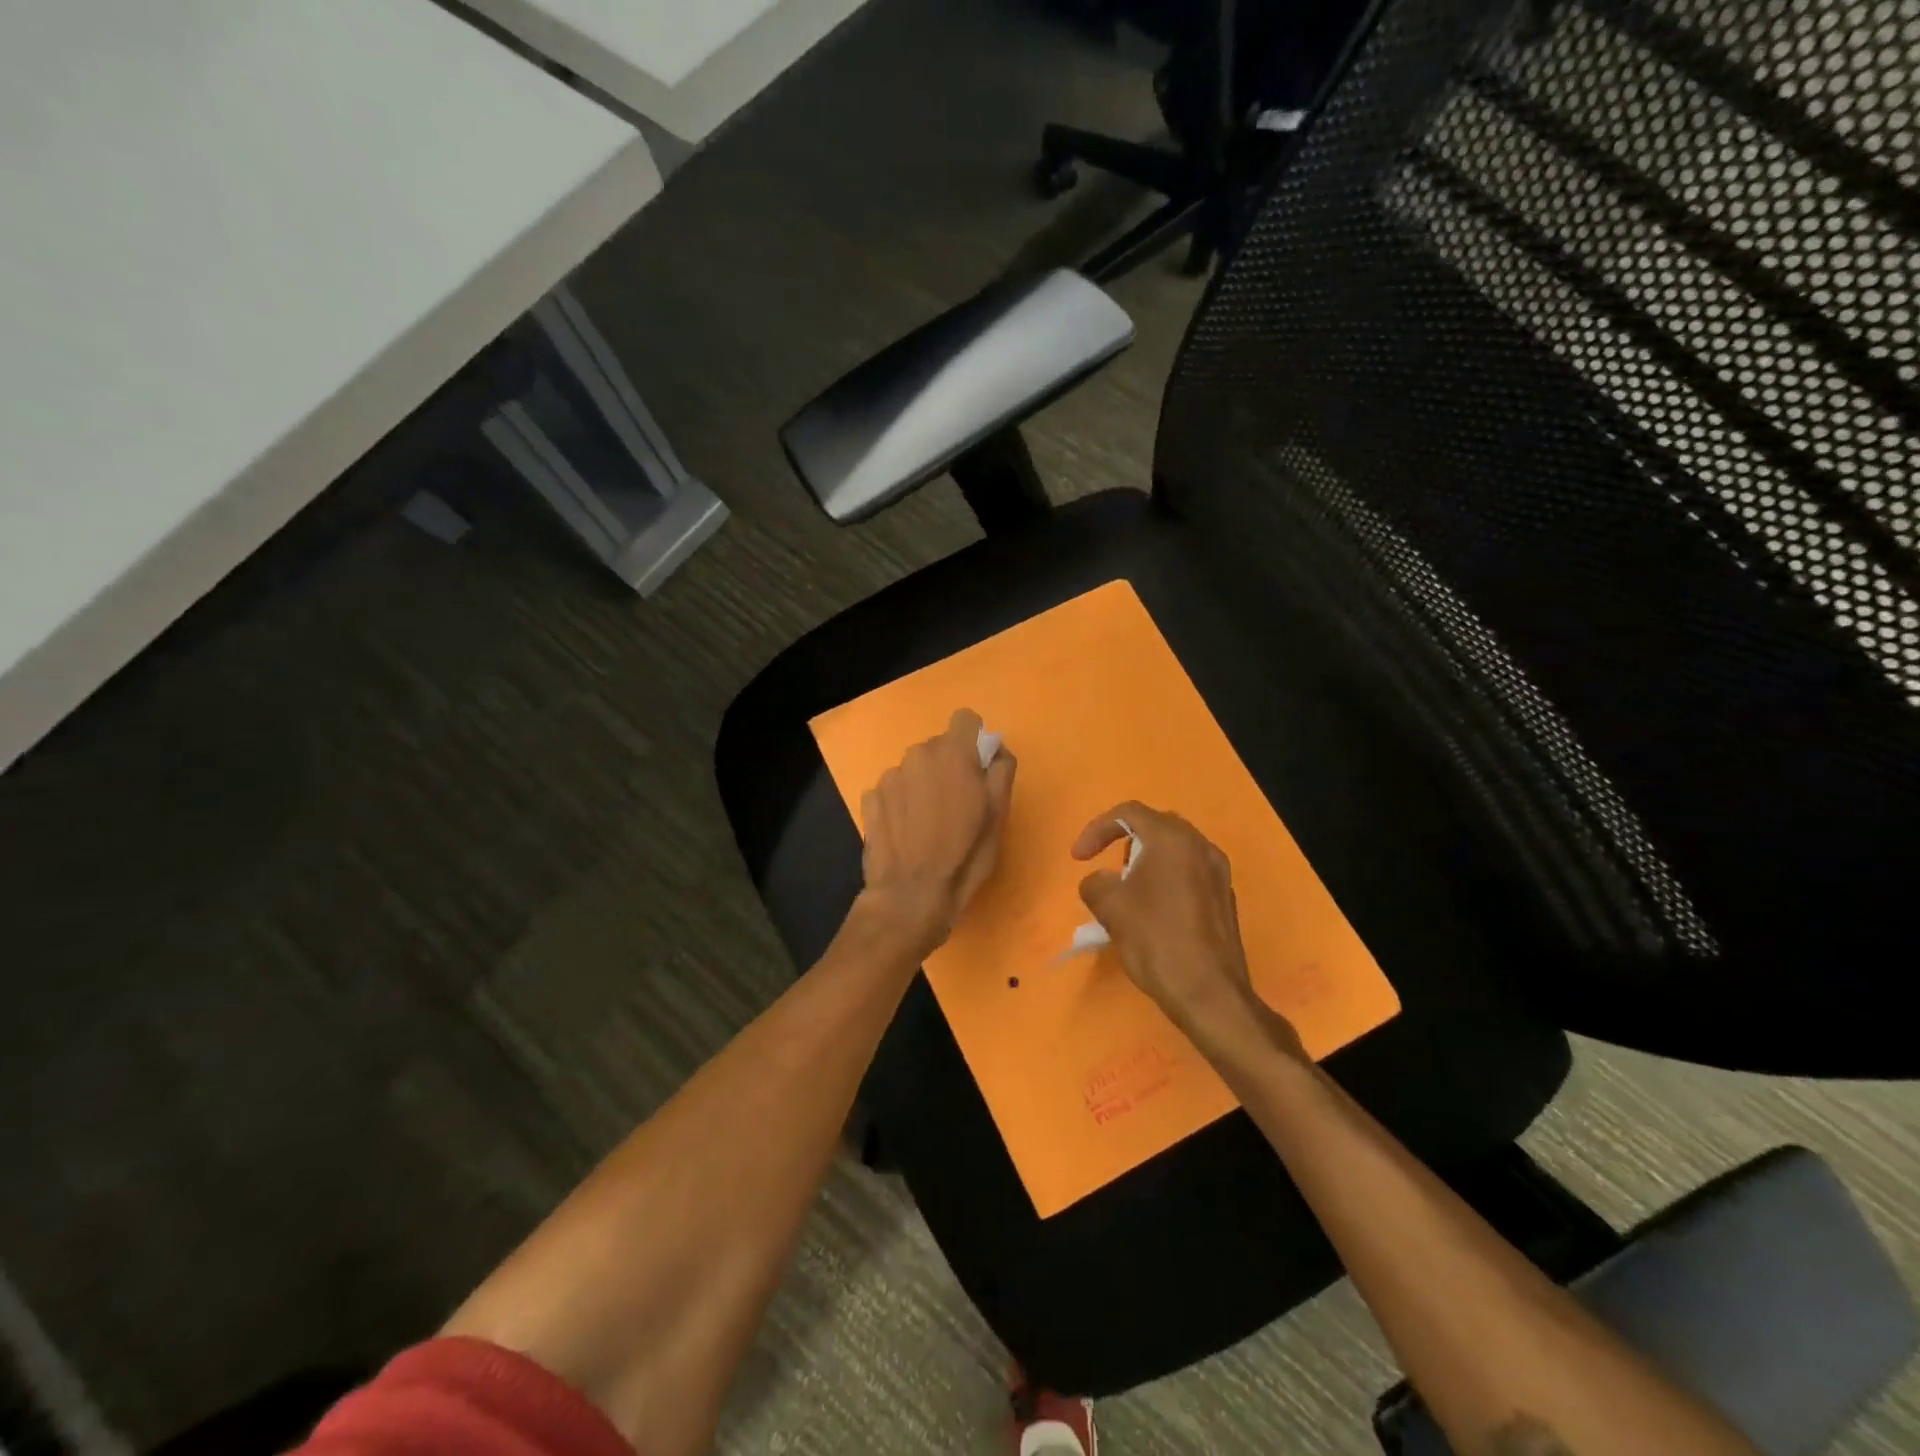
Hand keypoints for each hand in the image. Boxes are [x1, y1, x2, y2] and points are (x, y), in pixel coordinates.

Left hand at [858, 709, 1016, 953]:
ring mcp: (889, 776)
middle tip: (956, 804)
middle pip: (938, 746)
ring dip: (922, 785)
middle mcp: (918, 754)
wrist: (911, 895)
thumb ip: (1001, 771)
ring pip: (914, 768)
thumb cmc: (965, 855)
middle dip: (948, 767)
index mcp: (953, 753)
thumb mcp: (999, 815)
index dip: (973, 740)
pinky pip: (892, 789)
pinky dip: (900, 802)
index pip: (965, 719)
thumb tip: (995, 750)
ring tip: (928, 824)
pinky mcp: (870, 798)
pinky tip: (906, 832)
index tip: (977, 768)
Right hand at [1073, 803, 1301, 1058]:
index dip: (1096, 829)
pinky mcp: (1225, 899)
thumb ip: (1095, 883)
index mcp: (1173, 839)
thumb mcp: (1110, 907)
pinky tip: (1155, 915)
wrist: (1209, 993)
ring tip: (1128, 895)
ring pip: (1175, 852)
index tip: (1078, 858)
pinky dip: (1166, 881)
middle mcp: (1201, 847)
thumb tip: (1102, 883)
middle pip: (1156, 827)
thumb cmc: (1156, 939)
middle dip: (1124, 843)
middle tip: (1109, 873)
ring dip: (1146, 862)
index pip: (1128, 813)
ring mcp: (1218, 873)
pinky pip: (1189, 874)